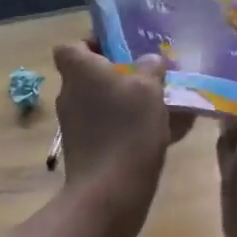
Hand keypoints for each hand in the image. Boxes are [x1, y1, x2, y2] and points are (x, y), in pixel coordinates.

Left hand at [53, 41, 188, 236]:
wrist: (109, 193)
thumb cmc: (127, 130)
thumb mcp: (149, 89)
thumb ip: (150, 68)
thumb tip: (150, 61)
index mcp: (79, 72)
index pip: (71, 46)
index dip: (92, 43)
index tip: (120, 48)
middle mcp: (70, 95)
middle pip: (90, 75)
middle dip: (119, 74)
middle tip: (151, 75)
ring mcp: (75, 125)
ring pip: (103, 103)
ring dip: (128, 101)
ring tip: (165, 103)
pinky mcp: (86, 150)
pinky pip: (110, 128)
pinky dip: (131, 127)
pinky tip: (166, 132)